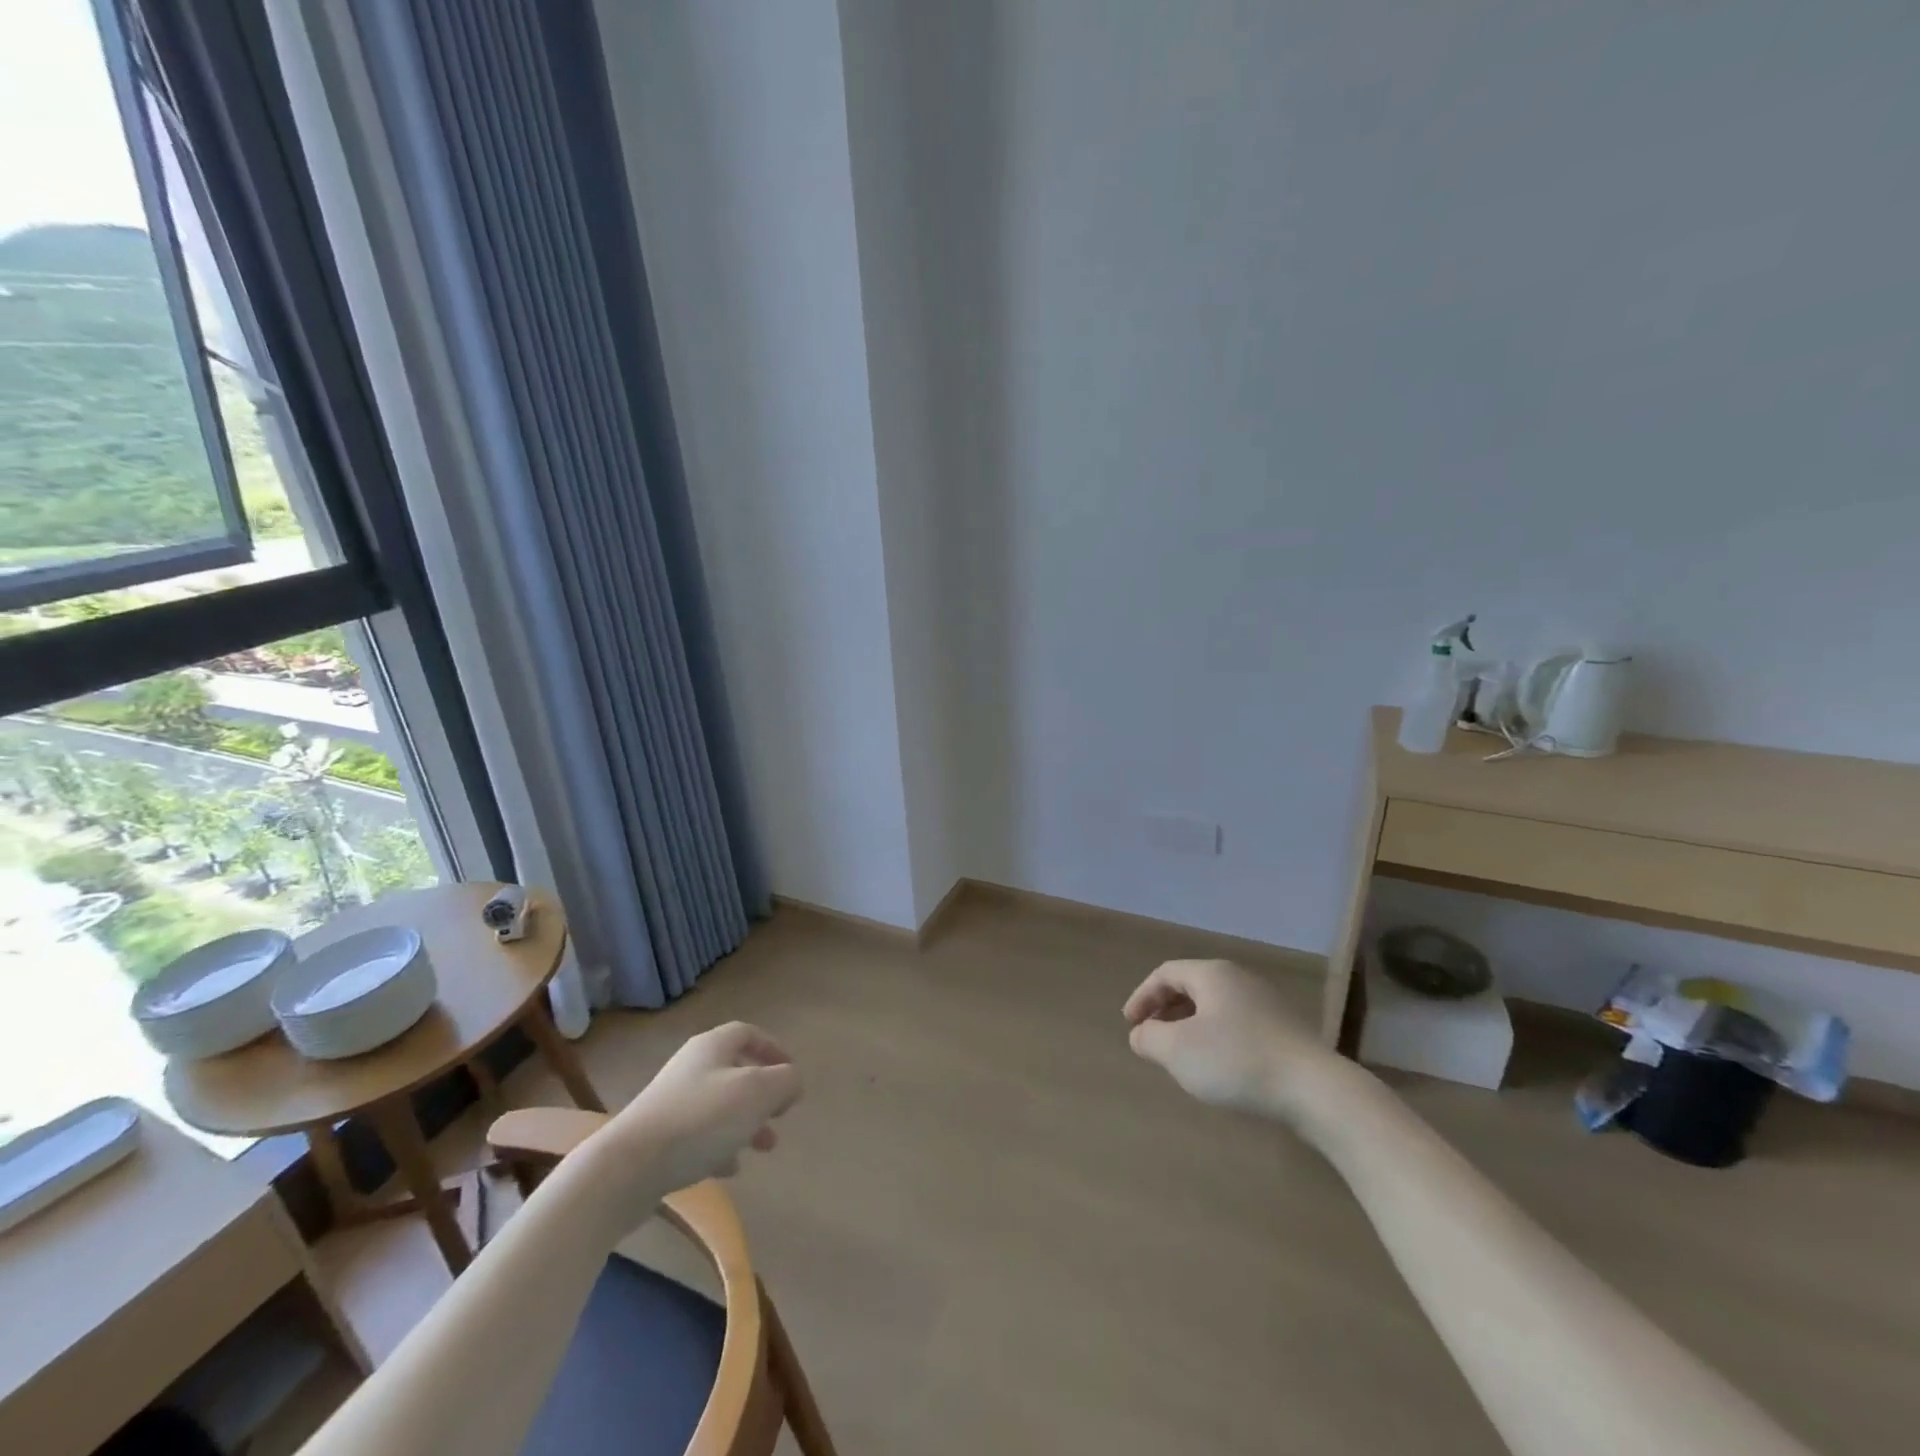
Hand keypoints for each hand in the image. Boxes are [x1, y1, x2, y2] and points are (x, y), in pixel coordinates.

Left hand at [590, 1023, 802, 1205]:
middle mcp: (690, 1067)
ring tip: (763, 1147)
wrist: (627, 1168)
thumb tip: (793, 1080)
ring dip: (745, 1122)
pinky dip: (719, 1146)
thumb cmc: (700, 1119)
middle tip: (780, 1116)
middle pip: (734, 1070)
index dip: (773, 1048)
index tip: (791, 1073)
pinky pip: (698, 1135)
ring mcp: (671, 1102)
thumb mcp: (757, 1093)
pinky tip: (729, 1169)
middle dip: (763, 1093)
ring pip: (719, 1105)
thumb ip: (785, 1081)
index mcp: (712, 1047)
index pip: (748, 1033)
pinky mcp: (657, 1137)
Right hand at [1123, 959, 1342, 1123]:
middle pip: (1191, 986)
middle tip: (1150, 1036)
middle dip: (1165, 1010)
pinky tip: (1217, 1066)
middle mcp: (1239, 979)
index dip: (1142, 996)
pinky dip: (1215, 1037)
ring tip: (1180, 1054)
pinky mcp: (1284, 1030)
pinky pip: (1236, 1024)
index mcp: (1212, 974)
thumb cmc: (1236, 1061)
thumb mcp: (1178, 1051)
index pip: (1166, 974)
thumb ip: (1150, 1038)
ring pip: (1215, 1007)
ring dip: (1189, 1025)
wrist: (1315, 1090)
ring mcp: (1266, 1003)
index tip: (1129, 1024)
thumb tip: (1140, 1034)